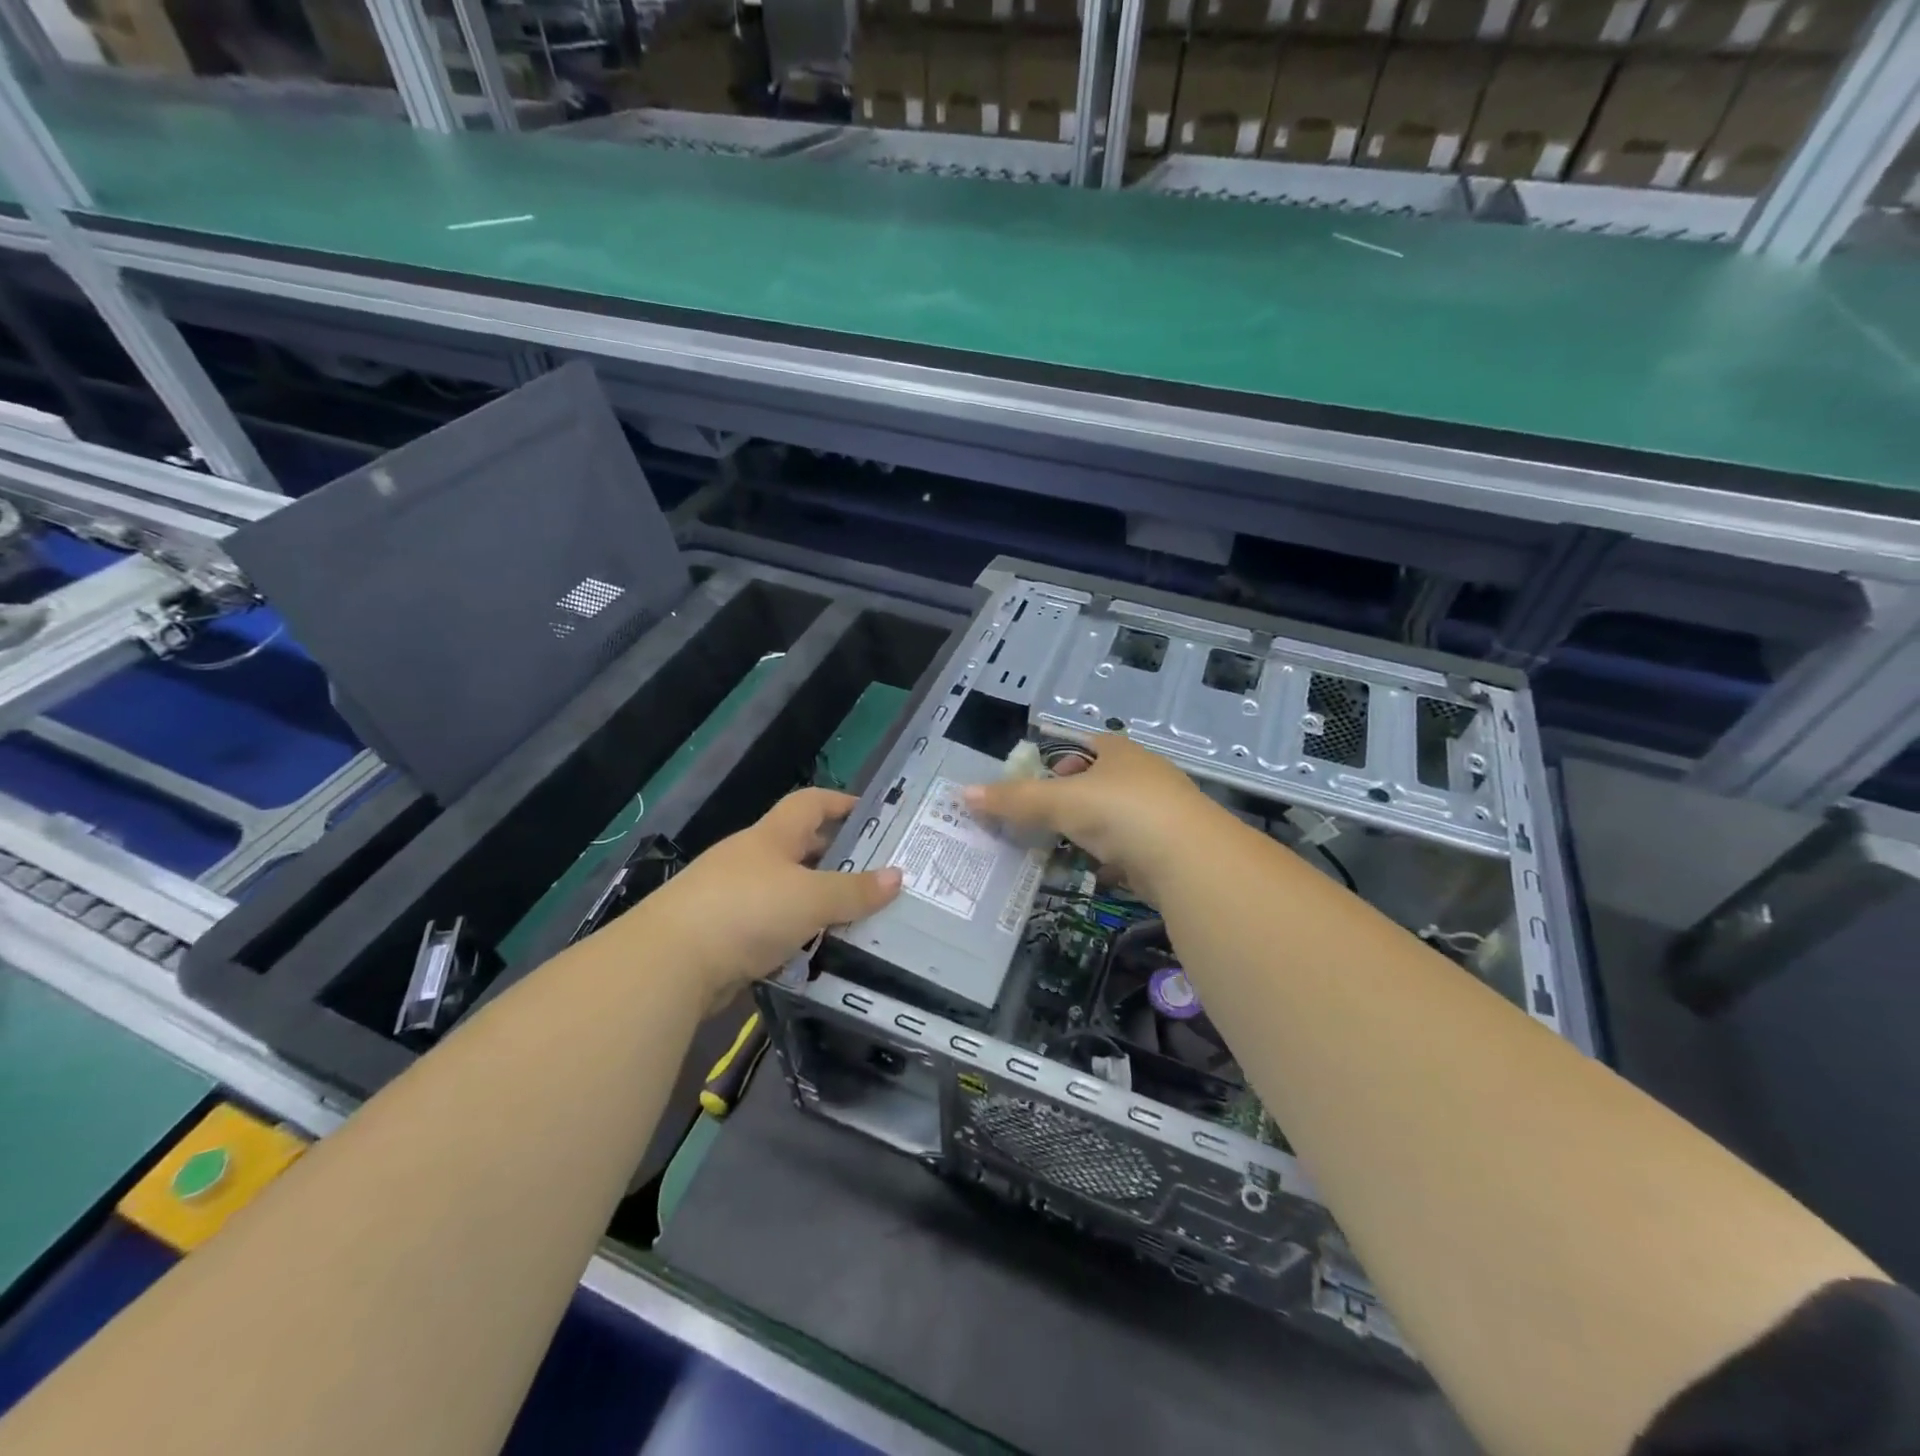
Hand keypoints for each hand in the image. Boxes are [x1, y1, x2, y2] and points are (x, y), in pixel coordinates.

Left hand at [622, 788, 900, 1002]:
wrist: (670, 964)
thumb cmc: (747, 911)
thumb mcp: (811, 898)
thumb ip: (855, 890)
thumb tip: (898, 876)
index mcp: (771, 837)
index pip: (810, 803)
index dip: (841, 803)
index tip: (872, 814)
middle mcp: (750, 860)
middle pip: (798, 848)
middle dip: (834, 858)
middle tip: (874, 874)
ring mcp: (731, 897)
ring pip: (785, 892)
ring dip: (815, 902)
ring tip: (855, 918)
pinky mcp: (721, 936)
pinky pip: (769, 928)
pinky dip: (794, 936)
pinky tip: (815, 954)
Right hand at [963, 732, 1220, 902]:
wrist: (1188, 859)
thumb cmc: (1119, 812)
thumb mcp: (1058, 801)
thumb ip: (1013, 799)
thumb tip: (962, 793)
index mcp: (1121, 753)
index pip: (1092, 745)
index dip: (1067, 758)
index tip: (1046, 781)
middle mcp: (1146, 776)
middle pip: (1105, 782)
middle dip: (1077, 800)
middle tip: (1048, 819)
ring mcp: (1163, 814)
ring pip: (1120, 819)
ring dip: (1095, 832)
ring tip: (1066, 848)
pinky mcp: (1171, 850)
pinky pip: (1134, 850)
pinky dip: (1115, 859)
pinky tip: (1099, 872)